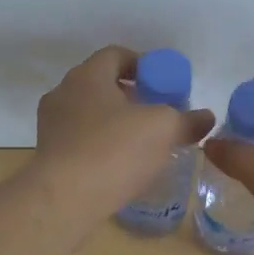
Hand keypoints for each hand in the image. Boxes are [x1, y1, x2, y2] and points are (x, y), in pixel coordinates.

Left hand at [33, 45, 214, 222]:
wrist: (63, 199)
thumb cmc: (114, 151)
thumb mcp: (163, 130)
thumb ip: (186, 120)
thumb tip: (206, 117)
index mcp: (87, 76)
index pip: (116, 55)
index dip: (143, 65)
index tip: (163, 84)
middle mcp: (63, 93)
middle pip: (101, 84)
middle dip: (130, 96)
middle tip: (156, 114)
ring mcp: (50, 125)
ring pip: (89, 114)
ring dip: (114, 123)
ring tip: (141, 143)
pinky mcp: (48, 155)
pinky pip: (79, 141)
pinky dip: (100, 146)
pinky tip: (119, 166)